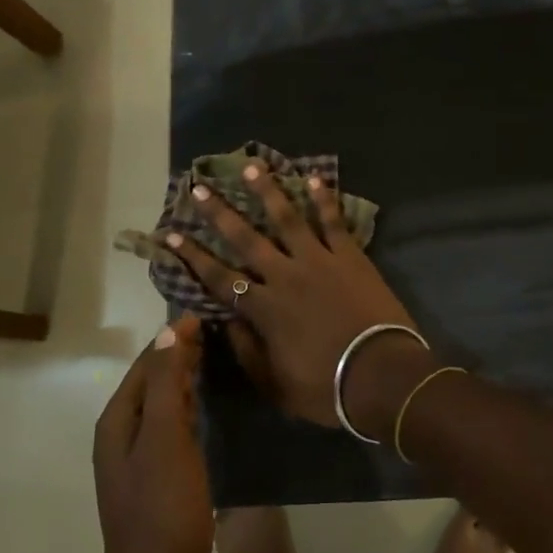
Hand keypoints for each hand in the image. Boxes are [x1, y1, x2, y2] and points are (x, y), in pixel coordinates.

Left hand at [91, 317, 211, 552]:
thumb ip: (164, 381)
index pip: (146, 362)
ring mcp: (141, 459)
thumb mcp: (165, 436)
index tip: (205, 313)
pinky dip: (190, 408)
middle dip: (180, 355)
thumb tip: (170, 329)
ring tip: (218, 358)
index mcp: (118, 420)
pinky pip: (174, 428)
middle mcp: (124, 434)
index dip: (173, 337)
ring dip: (186, 380)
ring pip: (164, 405)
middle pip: (153, 381)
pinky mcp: (160, 479)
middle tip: (219, 331)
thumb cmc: (162, 506)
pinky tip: (210, 405)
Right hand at [165, 165, 437, 438]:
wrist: (381, 375)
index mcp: (264, 309)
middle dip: (219, 213)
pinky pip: (333, 222)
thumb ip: (247, 351)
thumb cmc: (326, 388)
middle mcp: (284, 275)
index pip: (219, 277)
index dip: (193, 256)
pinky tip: (313, 177)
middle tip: (199, 187)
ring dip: (267, 191)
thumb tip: (226, 321)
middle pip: (246, 238)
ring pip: (287, 218)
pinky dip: (324, 199)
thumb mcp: (275, 385)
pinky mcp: (349, 255)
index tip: (171, 234)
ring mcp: (318, 260)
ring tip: (251, 165)